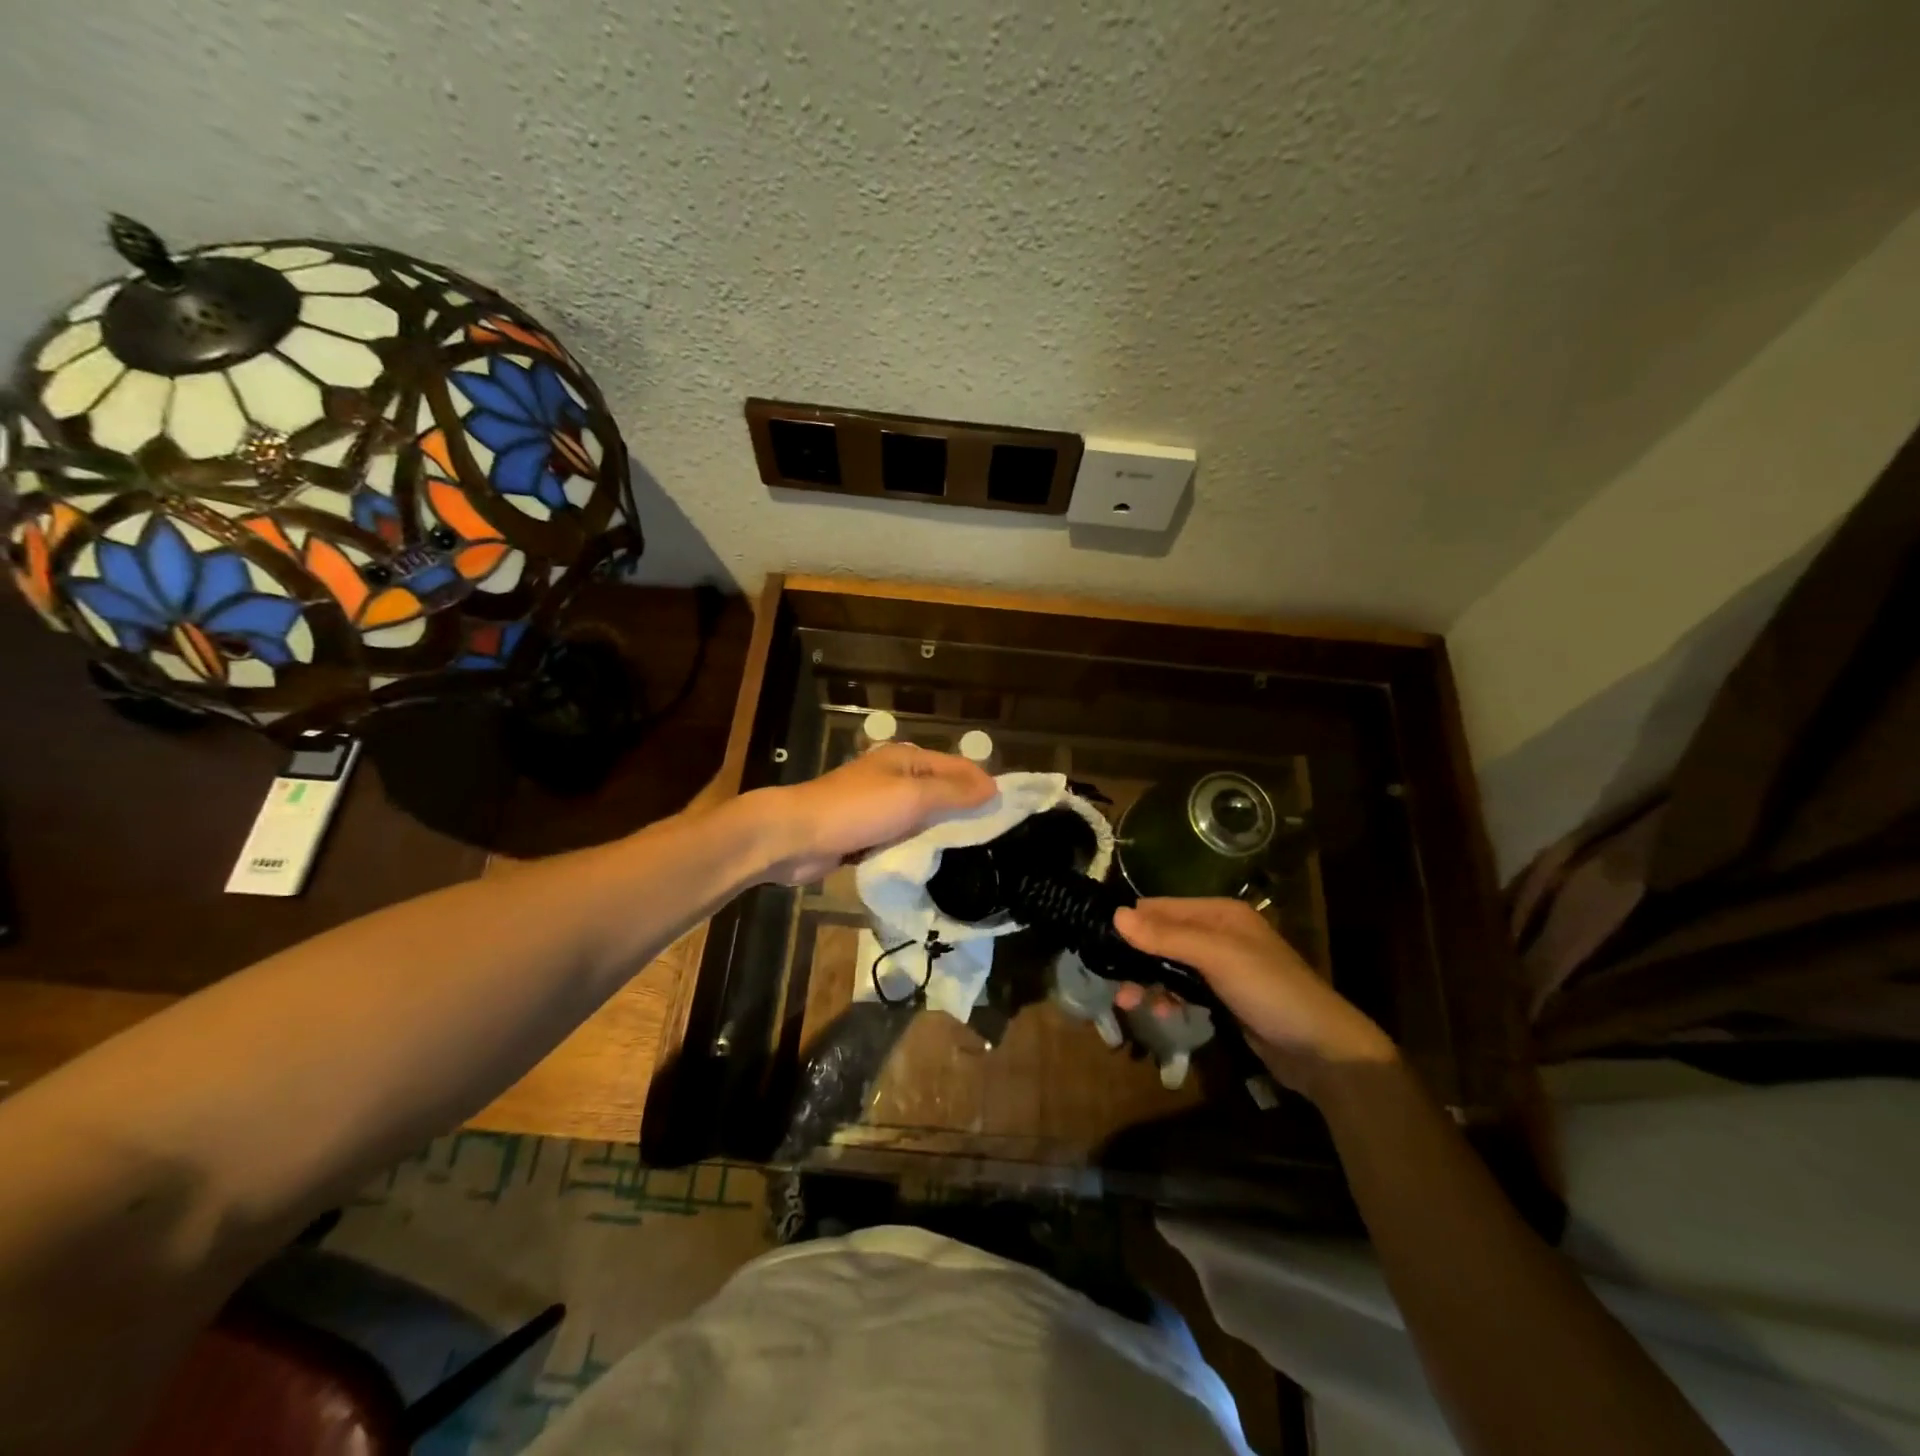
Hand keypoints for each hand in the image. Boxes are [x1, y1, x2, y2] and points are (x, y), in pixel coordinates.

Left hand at [748, 742, 996, 885]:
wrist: (795, 837)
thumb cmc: (857, 810)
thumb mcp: (912, 797)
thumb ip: (953, 793)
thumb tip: (993, 788)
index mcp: (905, 759)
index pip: (956, 766)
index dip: (982, 784)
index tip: (1009, 810)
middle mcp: (894, 777)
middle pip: (940, 791)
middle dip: (964, 810)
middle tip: (995, 836)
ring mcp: (878, 806)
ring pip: (921, 817)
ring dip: (940, 832)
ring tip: (972, 853)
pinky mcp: (865, 833)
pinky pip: (901, 838)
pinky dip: (916, 847)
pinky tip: (934, 862)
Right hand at [1113, 898, 1396, 1096]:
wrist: (1324, 1050)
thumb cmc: (1270, 991)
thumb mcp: (1217, 958)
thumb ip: (1167, 936)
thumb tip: (1115, 915)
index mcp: (1219, 913)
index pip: (1161, 907)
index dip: (1131, 923)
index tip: (1098, 944)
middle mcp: (1219, 933)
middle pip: (1163, 936)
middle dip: (1136, 957)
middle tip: (1112, 983)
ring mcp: (1223, 966)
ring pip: (1170, 964)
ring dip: (1149, 981)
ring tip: (1130, 1003)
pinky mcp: (1225, 997)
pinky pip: (1184, 988)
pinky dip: (1169, 997)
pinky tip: (1162, 1013)